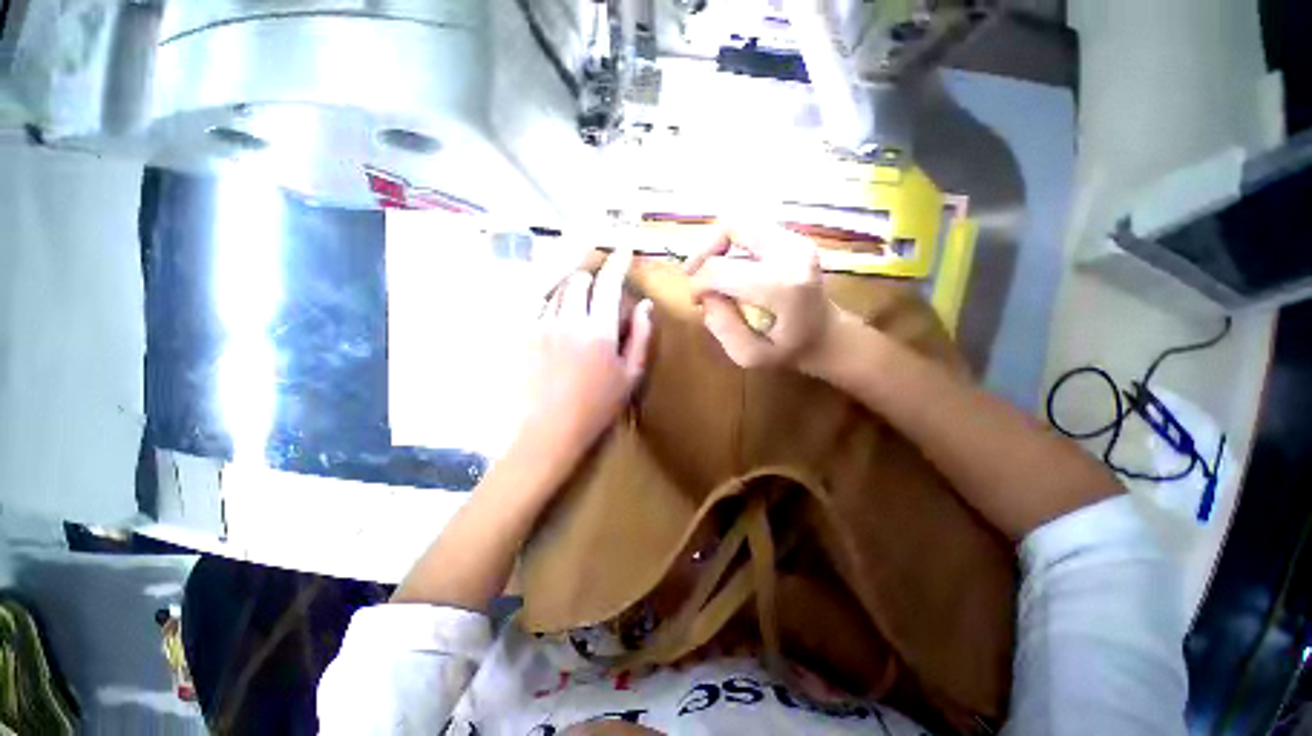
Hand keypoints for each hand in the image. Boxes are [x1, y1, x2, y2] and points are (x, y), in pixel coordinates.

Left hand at [521, 249, 653, 460]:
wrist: (549, 430)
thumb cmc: (597, 406)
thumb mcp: (630, 375)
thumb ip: (640, 337)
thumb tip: (645, 306)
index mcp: (598, 330)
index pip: (608, 284)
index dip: (618, 262)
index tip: (624, 247)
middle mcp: (568, 321)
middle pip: (577, 280)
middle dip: (590, 279)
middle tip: (598, 293)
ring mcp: (542, 327)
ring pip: (556, 292)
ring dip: (571, 293)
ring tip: (578, 312)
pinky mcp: (524, 337)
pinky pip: (540, 308)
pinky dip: (553, 307)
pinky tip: (559, 325)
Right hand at [686, 224, 838, 371]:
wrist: (827, 336)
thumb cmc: (788, 351)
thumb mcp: (749, 356)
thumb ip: (722, 328)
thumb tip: (706, 296)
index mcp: (781, 285)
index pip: (720, 269)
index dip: (698, 283)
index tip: (696, 301)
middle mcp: (791, 253)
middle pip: (731, 227)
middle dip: (703, 251)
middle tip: (694, 274)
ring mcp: (796, 240)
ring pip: (740, 222)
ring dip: (717, 244)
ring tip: (709, 269)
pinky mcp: (794, 236)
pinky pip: (751, 228)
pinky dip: (732, 243)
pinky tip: (729, 265)